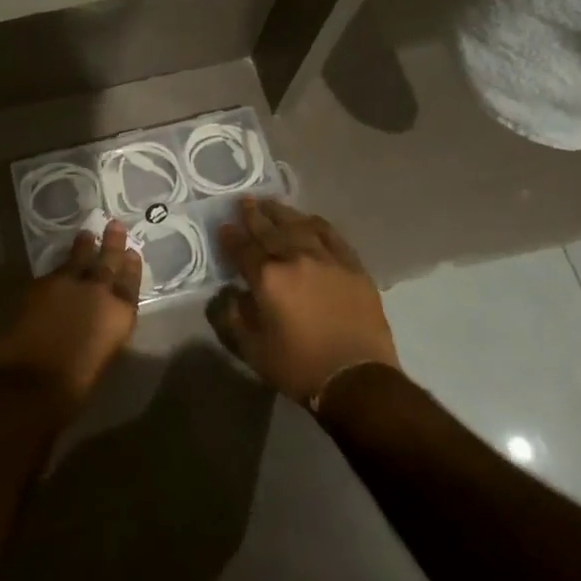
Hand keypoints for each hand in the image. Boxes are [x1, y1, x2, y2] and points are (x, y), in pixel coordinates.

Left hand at [0, 221, 140, 411]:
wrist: (30, 383)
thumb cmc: (73, 387)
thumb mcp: (100, 357)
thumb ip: (101, 331)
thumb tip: (94, 322)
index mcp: (120, 315)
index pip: (130, 284)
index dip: (131, 268)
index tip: (132, 253)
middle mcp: (98, 292)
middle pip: (108, 261)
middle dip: (112, 244)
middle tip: (115, 225)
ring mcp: (67, 283)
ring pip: (79, 258)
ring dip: (84, 247)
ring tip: (87, 234)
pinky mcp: (40, 283)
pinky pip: (55, 270)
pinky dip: (60, 267)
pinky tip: (59, 267)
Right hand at [208, 197, 399, 406]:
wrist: (357, 380)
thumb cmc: (299, 367)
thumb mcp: (252, 350)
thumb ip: (232, 318)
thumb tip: (227, 295)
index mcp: (267, 278)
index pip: (242, 248)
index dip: (230, 236)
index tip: (223, 226)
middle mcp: (295, 258)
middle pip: (269, 230)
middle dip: (253, 215)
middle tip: (243, 201)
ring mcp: (327, 258)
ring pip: (299, 225)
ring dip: (282, 213)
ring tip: (270, 204)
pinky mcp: (352, 265)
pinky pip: (330, 235)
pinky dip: (315, 224)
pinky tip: (308, 219)